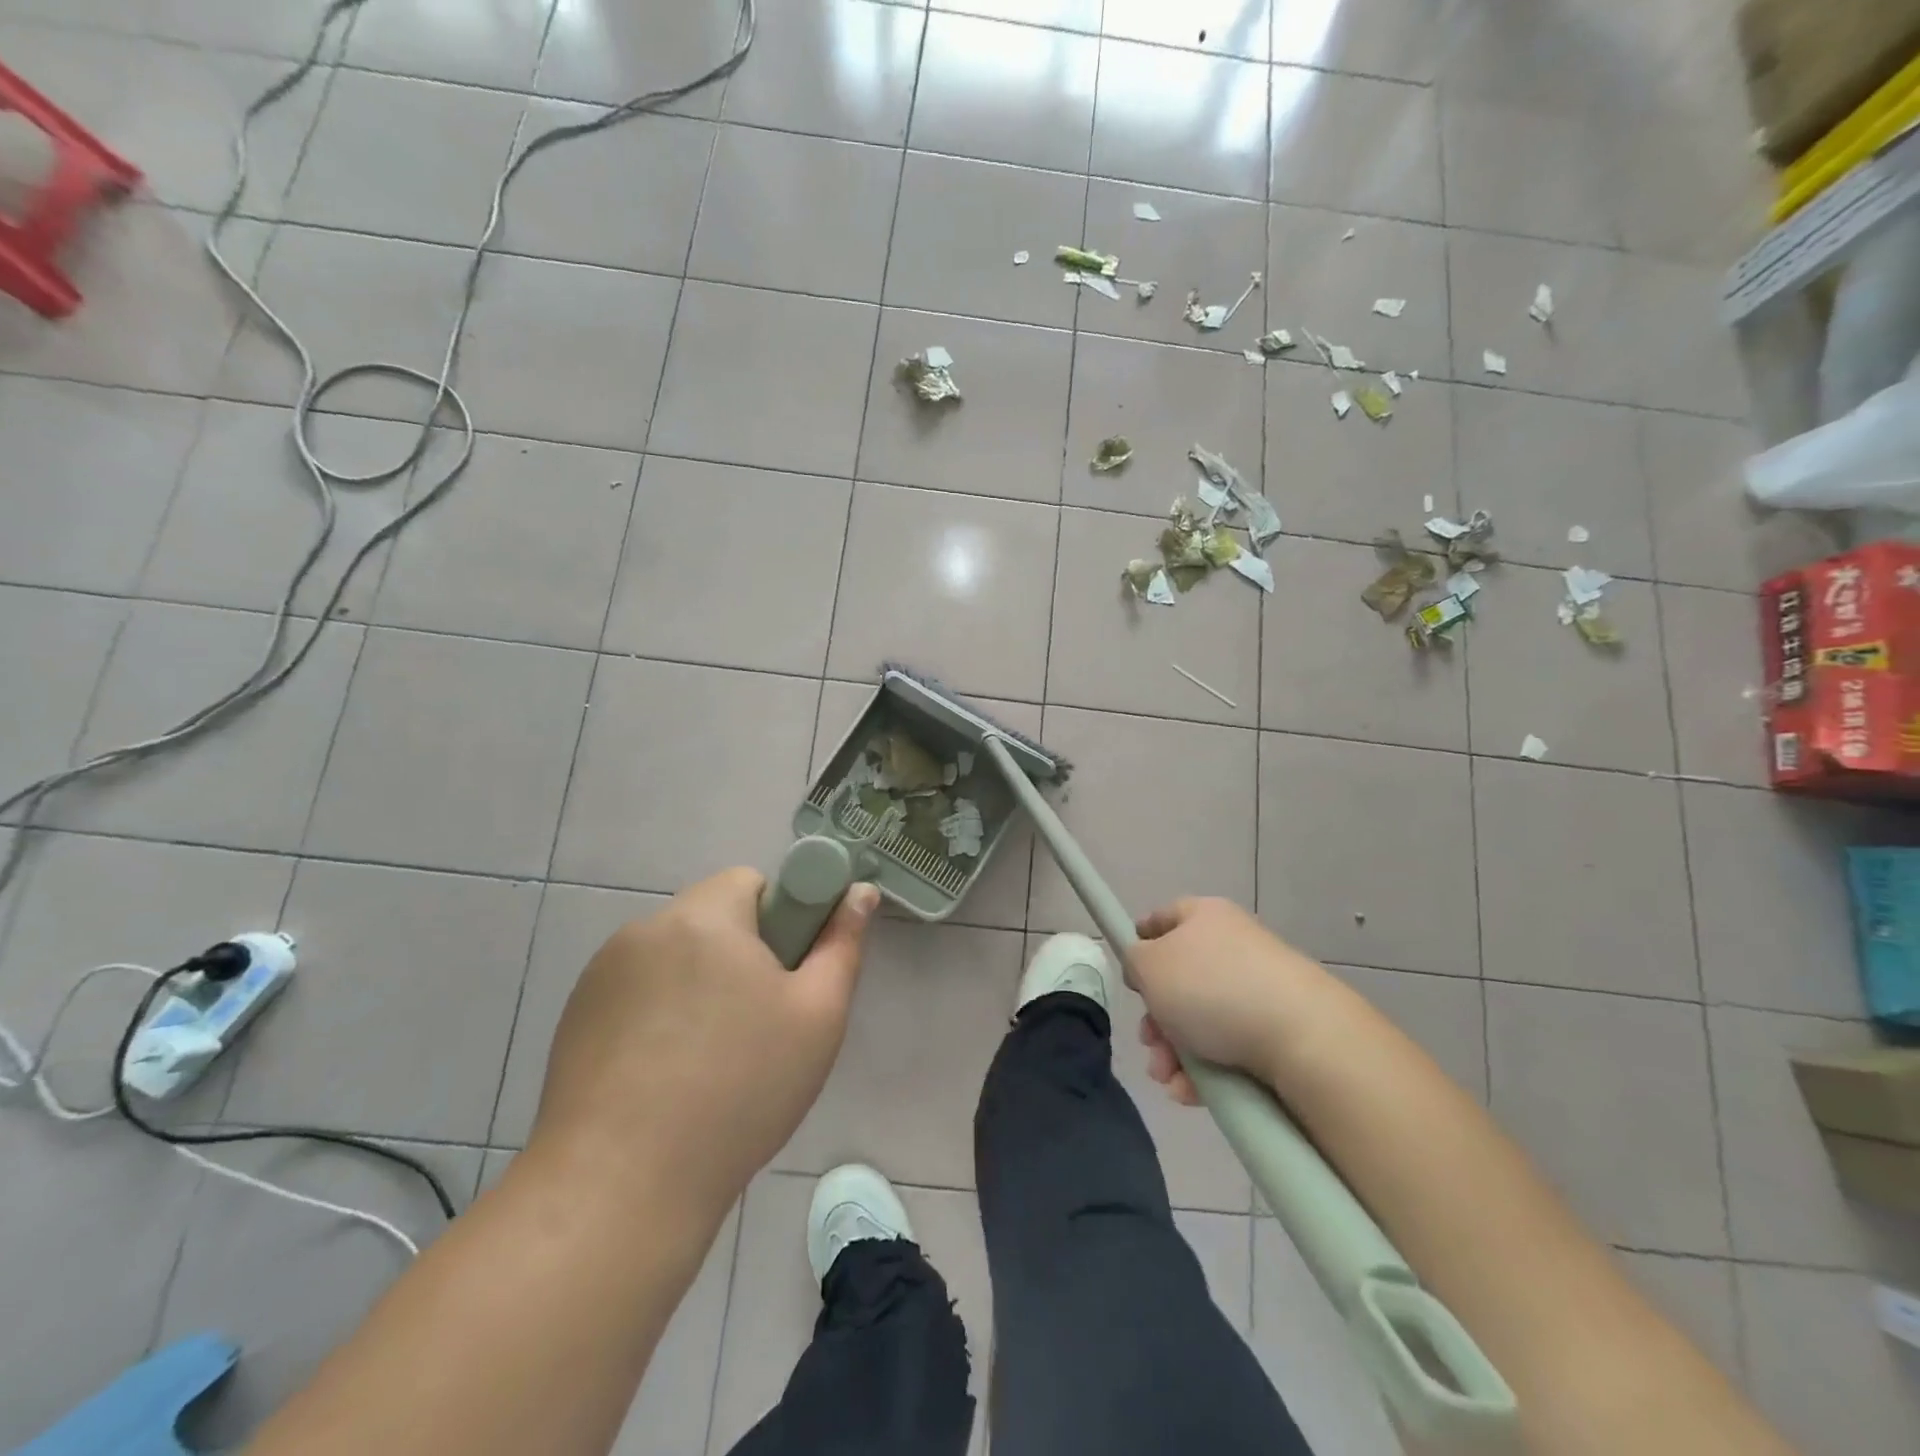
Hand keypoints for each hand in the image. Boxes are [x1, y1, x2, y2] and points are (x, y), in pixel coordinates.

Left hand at [529, 868, 878, 1216]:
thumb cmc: (739, 1090)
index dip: (781, 919)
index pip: (751, 881)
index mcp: (704, 916)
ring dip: (698, 984)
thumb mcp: (817, 1016)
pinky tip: (664, 1077)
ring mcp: (601, 974)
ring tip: (709, 1060)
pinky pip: (636, 992)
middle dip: (741, 955)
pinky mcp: (575, 1017)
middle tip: (758, 1024)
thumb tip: (860, 893)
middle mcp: (645, 929)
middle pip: (712, 918)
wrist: (621, 1188)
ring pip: (674, 957)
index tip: (786, 977)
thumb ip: (842, 944)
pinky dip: (658, 1014)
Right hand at [1125, 897, 1332, 1105]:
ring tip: (1167, 1078)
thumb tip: (1144, 967)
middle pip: (1179, 979)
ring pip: (1200, 1019)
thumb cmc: (1211, 988)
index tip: (1128, 974)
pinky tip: (1191, 1092)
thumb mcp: (1149, 965)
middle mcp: (1233, 945)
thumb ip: (1134, 960)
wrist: (1302, 1036)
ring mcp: (1259, 987)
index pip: (1163, 918)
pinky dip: (1205, 1069)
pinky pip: (1228, 1045)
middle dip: (1156, 1018)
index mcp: (1204, 916)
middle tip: (1148, 1043)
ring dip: (1174, 1051)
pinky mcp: (1278, 1029)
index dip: (1140, 941)